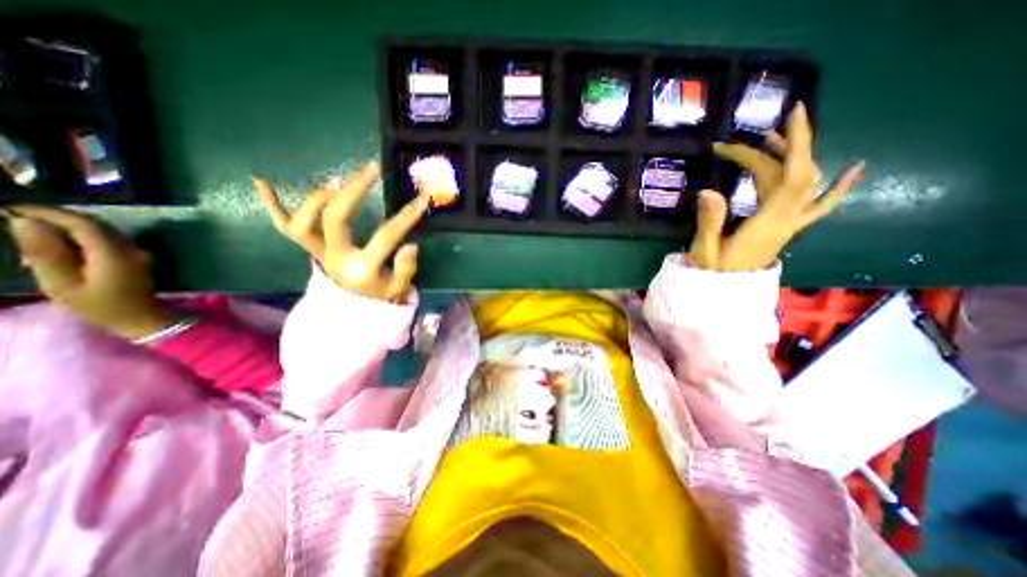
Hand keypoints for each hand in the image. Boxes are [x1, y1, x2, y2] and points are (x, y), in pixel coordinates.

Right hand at [4, 205, 177, 336]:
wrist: (141, 318)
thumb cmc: (100, 306)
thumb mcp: (61, 283)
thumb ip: (45, 252)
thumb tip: (25, 222)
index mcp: (113, 252)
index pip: (83, 222)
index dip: (47, 212)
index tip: (10, 209)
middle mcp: (131, 248)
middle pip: (95, 224)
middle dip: (56, 218)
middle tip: (16, 221)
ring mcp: (137, 252)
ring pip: (102, 231)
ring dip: (69, 228)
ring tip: (34, 238)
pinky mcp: (137, 258)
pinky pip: (109, 240)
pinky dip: (83, 238)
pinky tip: (61, 250)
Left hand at [252, 157, 428, 302]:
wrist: (353, 311)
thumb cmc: (380, 296)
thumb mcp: (398, 288)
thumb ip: (405, 268)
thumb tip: (410, 244)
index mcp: (361, 269)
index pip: (385, 237)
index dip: (405, 217)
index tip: (421, 200)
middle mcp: (334, 258)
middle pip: (336, 218)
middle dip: (353, 190)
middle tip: (371, 170)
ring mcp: (317, 253)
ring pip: (303, 221)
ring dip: (318, 196)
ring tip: (338, 179)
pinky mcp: (310, 249)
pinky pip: (284, 227)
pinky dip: (272, 205)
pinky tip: (261, 181)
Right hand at [685, 101, 860, 272]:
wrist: (726, 295)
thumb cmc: (712, 275)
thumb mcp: (705, 250)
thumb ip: (709, 222)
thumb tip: (707, 190)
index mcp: (767, 223)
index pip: (789, 176)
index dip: (793, 144)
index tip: (790, 115)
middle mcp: (786, 219)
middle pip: (795, 174)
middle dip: (782, 146)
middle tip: (754, 133)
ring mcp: (790, 224)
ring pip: (804, 183)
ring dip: (792, 157)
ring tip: (768, 140)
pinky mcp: (786, 228)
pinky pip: (819, 205)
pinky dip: (838, 187)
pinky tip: (853, 169)